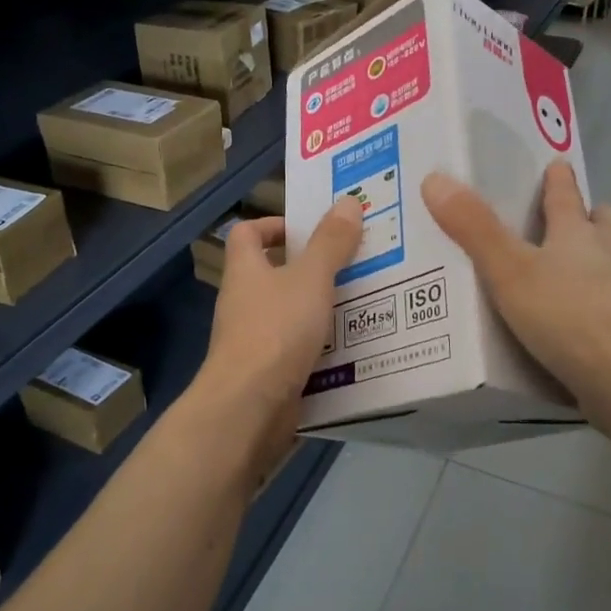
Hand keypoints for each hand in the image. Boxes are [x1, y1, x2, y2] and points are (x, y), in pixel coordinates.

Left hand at [193, 201, 361, 483]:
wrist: (249, 409)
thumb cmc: (276, 331)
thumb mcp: (311, 279)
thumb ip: (330, 242)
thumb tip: (347, 201)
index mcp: (245, 271)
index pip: (247, 234)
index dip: (273, 225)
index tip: (310, 229)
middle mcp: (243, 303)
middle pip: (274, 275)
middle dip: (313, 269)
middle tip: (356, 264)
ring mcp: (253, 341)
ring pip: (290, 315)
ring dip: (322, 310)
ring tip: (367, 304)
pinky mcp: (268, 374)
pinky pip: (298, 351)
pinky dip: (322, 348)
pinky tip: (356, 349)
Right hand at [421, 164, 610, 430]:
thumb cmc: (565, 315)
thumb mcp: (508, 269)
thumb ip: (473, 228)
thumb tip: (435, 178)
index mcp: (576, 237)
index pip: (566, 198)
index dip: (559, 180)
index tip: (557, 163)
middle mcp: (603, 261)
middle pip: (601, 228)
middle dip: (589, 216)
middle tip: (575, 213)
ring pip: (609, 266)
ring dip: (595, 258)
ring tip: (573, 263)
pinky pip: (604, 307)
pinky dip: (590, 303)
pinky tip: (571, 319)